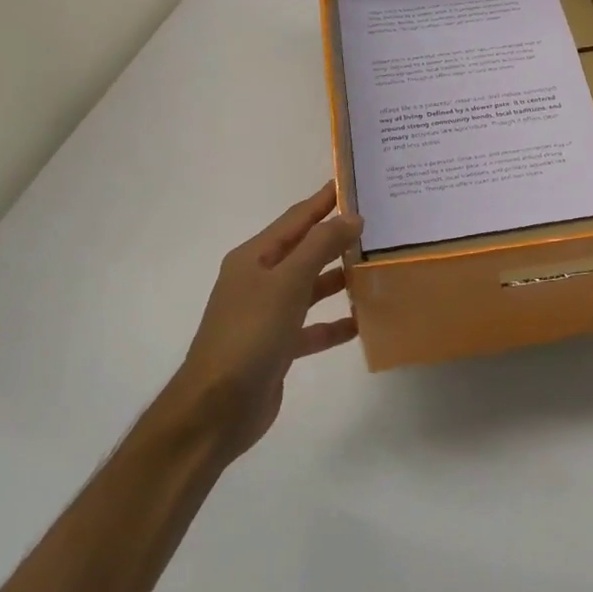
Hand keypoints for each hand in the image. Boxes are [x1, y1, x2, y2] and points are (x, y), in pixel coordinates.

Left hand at [170, 182, 362, 458]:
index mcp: (254, 258)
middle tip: (376, 224)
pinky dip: (334, 323)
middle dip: (336, 238)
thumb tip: (352, 217)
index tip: (351, 182)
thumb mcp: (287, 283)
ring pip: (310, 288)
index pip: (295, 219)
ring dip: (338, 279)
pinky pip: (312, 327)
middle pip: (303, 251)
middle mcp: (259, 281)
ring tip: (375, 268)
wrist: (216, 409)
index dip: (322, 200)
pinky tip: (361, 322)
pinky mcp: (277, 347)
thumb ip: (320, 247)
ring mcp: (267, 315)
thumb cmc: (250, 335)